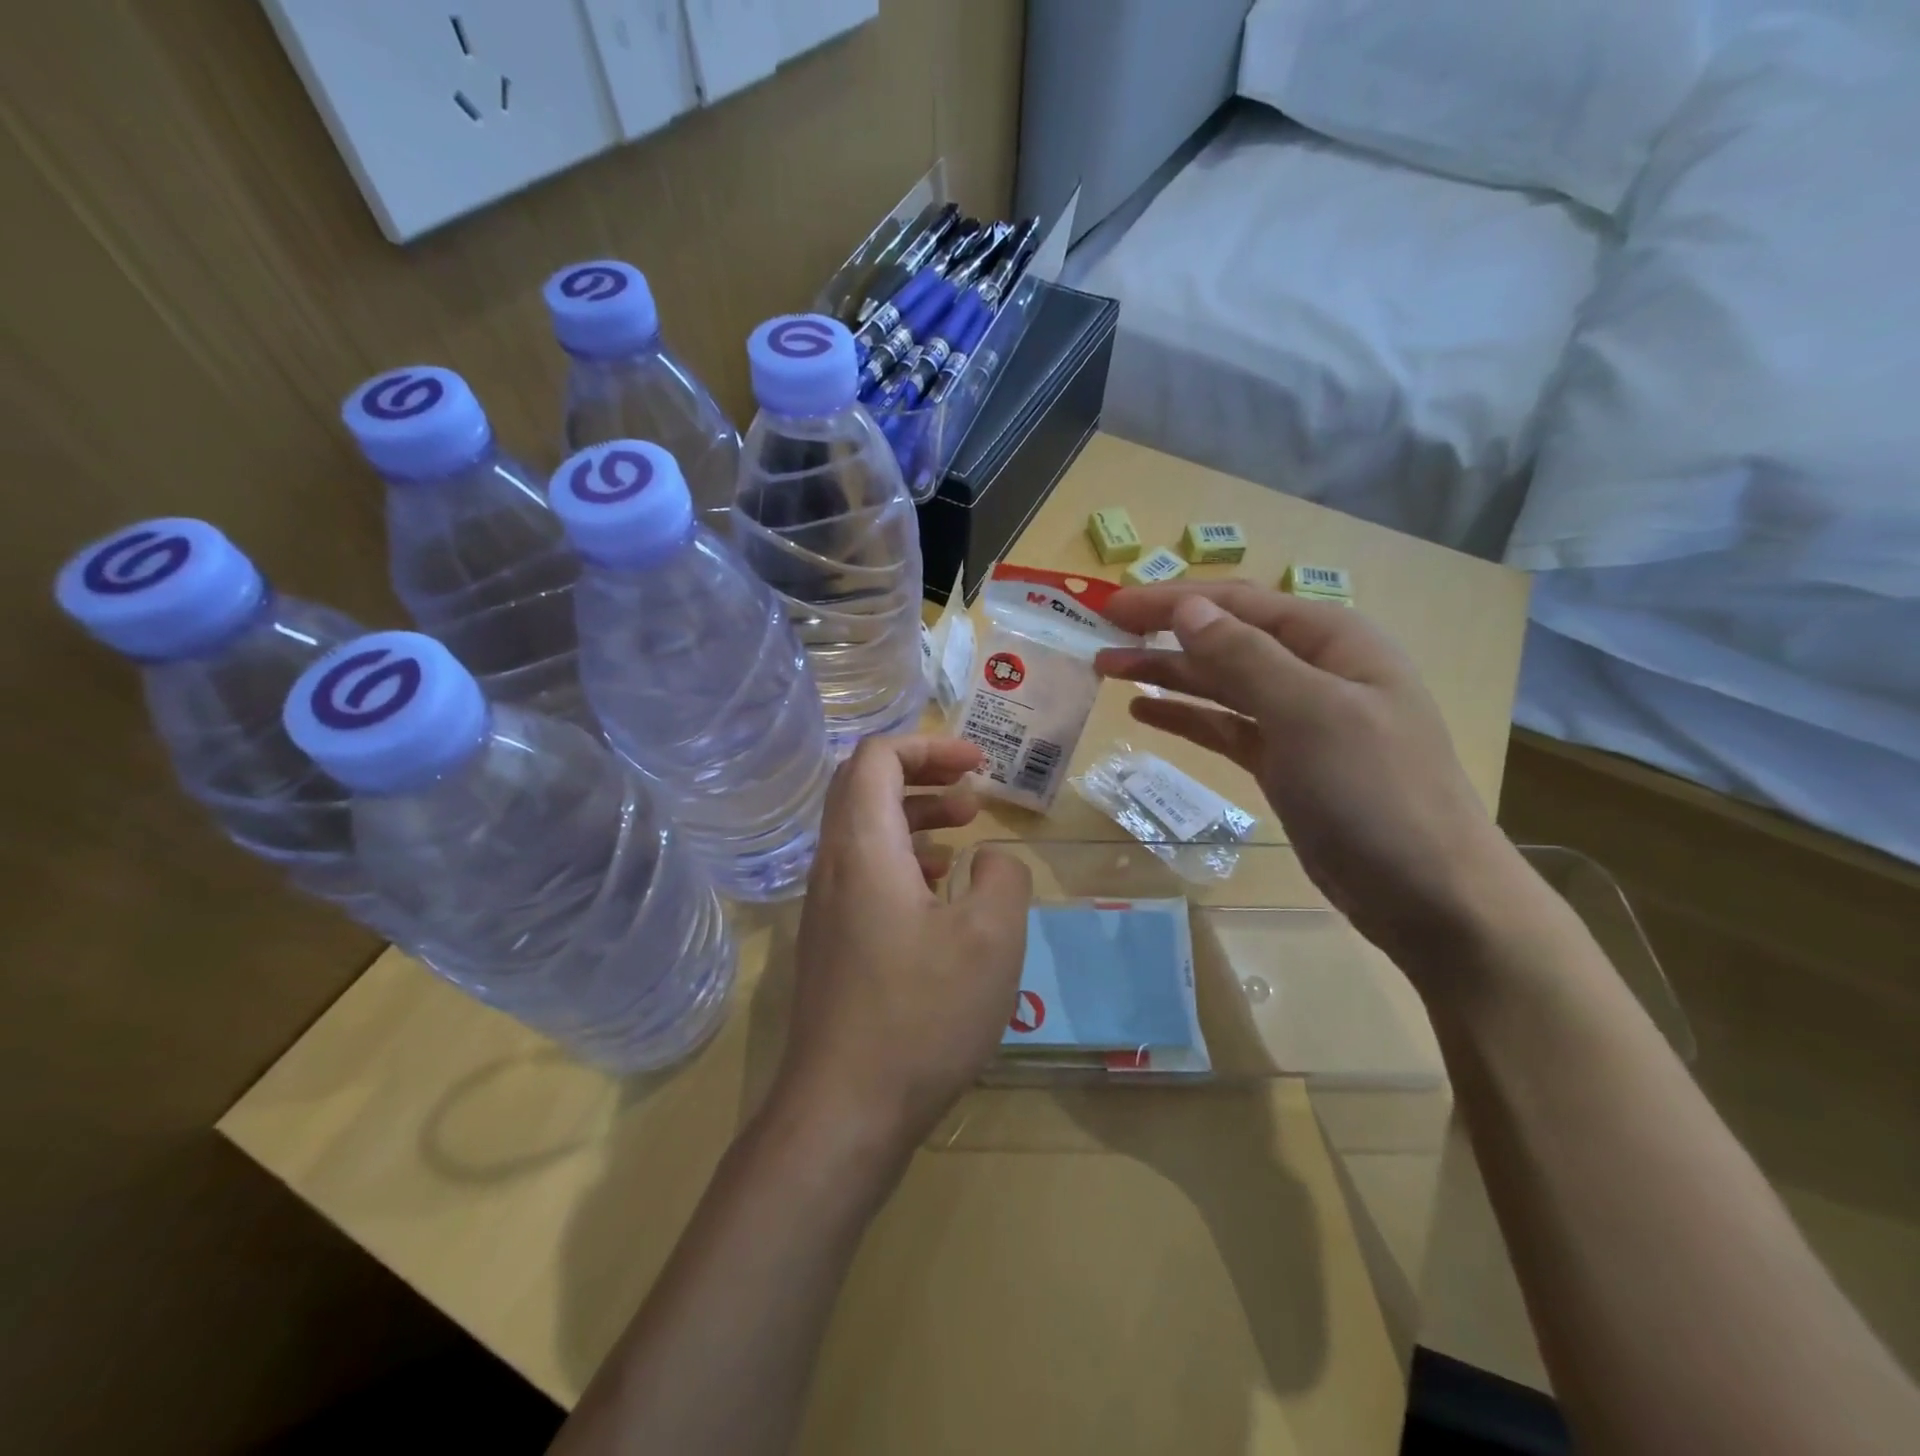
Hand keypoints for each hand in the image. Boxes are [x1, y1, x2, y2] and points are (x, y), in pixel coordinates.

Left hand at [771, 736, 1031, 1173]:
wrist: (843, 1111)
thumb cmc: (921, 1014)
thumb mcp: (992, 938)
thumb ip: (1004, 877)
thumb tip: (991, 859)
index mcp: (863, 847)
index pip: (877, 757)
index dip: (930, 745)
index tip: (979, 765)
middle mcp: (833, 865)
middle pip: (865, 786)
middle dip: (923, 774)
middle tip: (973, 790)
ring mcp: (826, 906)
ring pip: (865, 830)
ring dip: (915, 816)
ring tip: (965, 831)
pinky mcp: (832, 941)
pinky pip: (865, 872)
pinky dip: (904, 858)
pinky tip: (941, 890)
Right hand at [1093, 584, 1522, 981]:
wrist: (1430, 895)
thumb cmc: (1375, 793)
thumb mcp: (1310, 714)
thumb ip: (1245, 657)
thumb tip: (1187, 608)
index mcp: (1331, 640)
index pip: (1237, 603)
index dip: (1170, 600)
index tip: (1110, 606)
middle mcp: (1314, 670)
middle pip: (1224, 638)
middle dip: (1161, 634)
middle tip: (1098, 639)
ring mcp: (1299, 720)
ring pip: (1219, 683)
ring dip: (1166, 673)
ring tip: (1107, 670)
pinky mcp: (1284, 763)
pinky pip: (1225, 727)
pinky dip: (1187, 716)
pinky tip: (1145, 712)